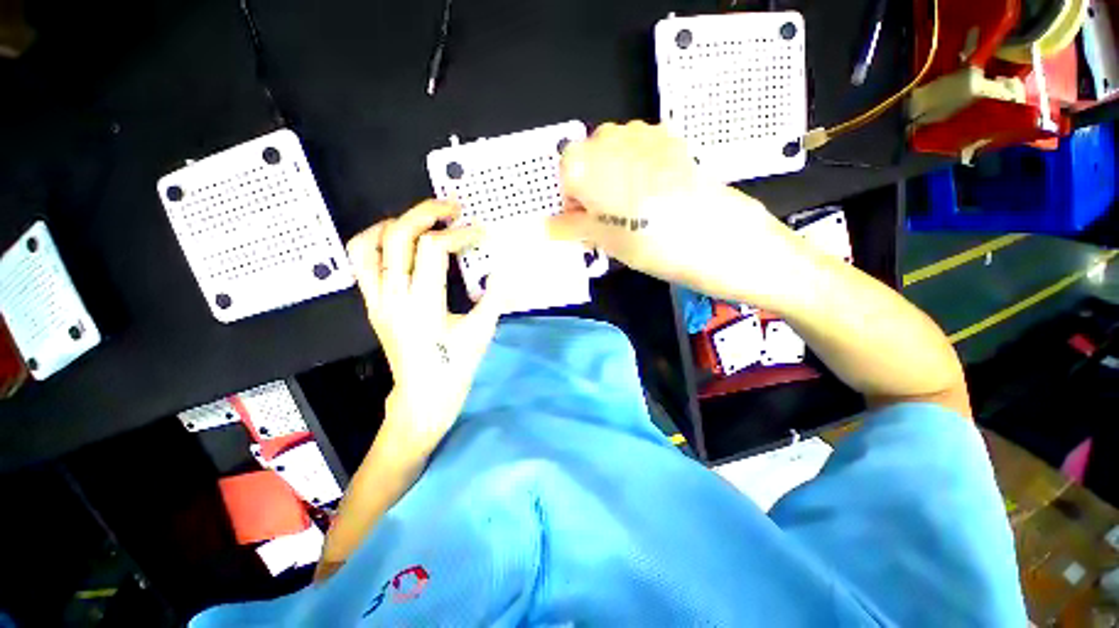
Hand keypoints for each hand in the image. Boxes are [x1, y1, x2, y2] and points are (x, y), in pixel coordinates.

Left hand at [347, 200, 504, 459]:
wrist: (422, 397)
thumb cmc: (454, 368)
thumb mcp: (481, 332)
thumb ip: (495, 296)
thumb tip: (505, 268)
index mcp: (422, 304)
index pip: (433, 249)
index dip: (460, 234)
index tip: (481, 234)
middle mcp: (392, 296)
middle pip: (398, 235)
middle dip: (426, 211)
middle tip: (452, 208)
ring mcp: (376, 299)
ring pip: (369, 243)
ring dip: (396, 222)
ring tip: (423, 220)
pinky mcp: (372, 304)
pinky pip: (362, 262)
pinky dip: (377, 241)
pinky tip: (400, 242)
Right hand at [549, 121, 789, 291]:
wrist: (714, 232)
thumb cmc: (650, 241)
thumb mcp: (604, 240)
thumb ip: (571, 227)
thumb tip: (550, 227)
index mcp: (583, 164)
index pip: (562, 177)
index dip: (572, 202)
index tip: (586, 222)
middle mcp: (608, 139)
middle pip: (586, 161)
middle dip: (591, 187)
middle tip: (609, 218)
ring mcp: (641, 133)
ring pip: (612, 154)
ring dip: (614, 177)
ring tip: (634, 206)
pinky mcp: (668, 137)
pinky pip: (639, 150)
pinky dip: (637, 168)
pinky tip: (653, 192)